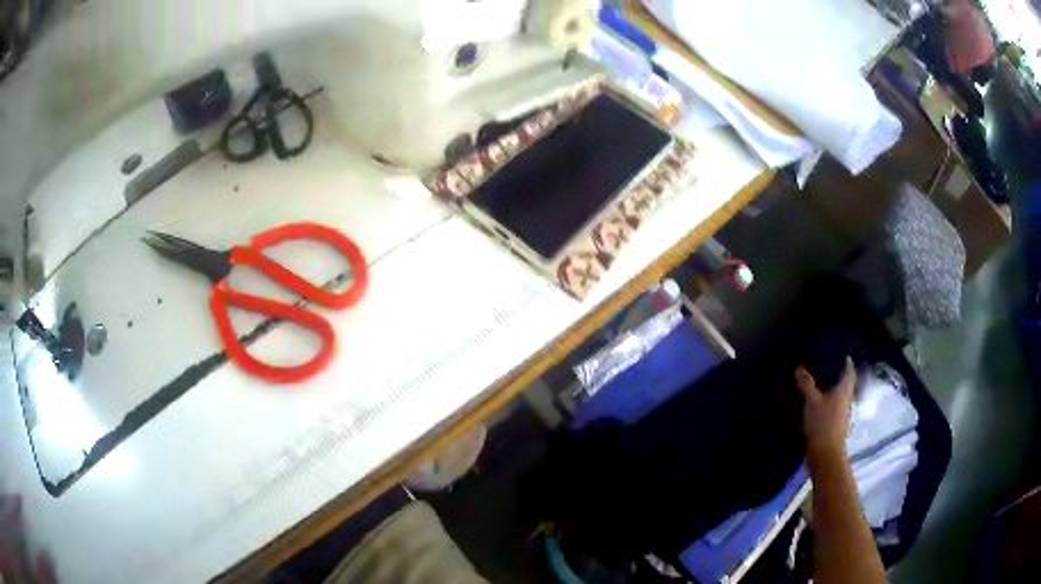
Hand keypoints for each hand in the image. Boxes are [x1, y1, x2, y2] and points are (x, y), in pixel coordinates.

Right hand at [796, 358, 855, 461]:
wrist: (825, 455)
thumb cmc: (822, 424)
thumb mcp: (812, 402)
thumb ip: (806, 385)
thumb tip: (799, 367)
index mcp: (845, 391)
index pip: (849, 372)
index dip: (846, 363)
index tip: (840, 355)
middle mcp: (847, 401)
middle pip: (845, 385)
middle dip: (838, 376)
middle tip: (827, 367)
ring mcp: (843, 415)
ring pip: (840, 398)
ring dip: (833, 391)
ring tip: (820, 385)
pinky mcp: (836, 427)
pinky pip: (834, 409)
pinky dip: (828, 404)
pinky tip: (819, 405)